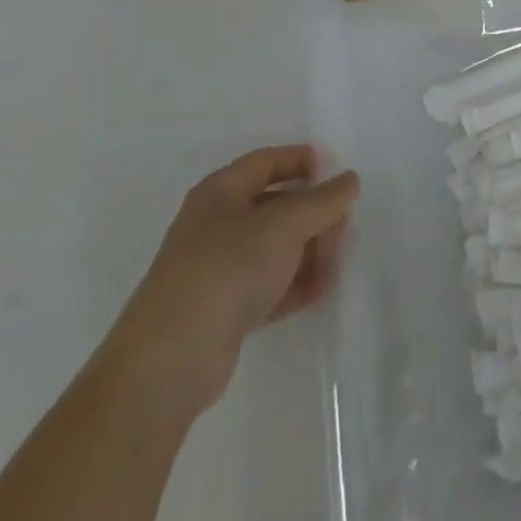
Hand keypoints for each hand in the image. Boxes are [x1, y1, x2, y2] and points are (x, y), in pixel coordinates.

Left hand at [100, 146, 359, 416]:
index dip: (303, 160)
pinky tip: (322, 290)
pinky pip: (268, 285)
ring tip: (339, 261)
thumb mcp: (285, 224)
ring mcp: (217, 270)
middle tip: (345, 224)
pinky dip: (295, 285)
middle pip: (275, 205)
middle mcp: (216, 225)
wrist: (170, 360)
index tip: (338, 171)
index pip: (267, 161)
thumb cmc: (228, 268)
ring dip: (309, 251)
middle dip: (313, 213)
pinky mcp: (222, 311)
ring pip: (274, 248)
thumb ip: (323, 200)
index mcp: (221, 192)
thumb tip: (350, 179)